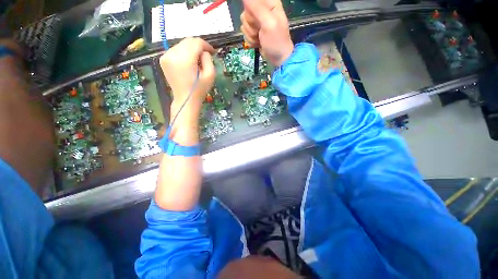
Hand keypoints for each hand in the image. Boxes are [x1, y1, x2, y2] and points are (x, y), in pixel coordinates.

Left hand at [159, 38, 214, 119]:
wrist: (185, 99)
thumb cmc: (200, 90)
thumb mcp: (210, 76)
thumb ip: (209, 60)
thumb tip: (204, 52)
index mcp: (185, 59)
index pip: (196, 43)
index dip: (206, 45)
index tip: (212, 52)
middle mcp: (173, 54)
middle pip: (188, 41)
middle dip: (198, 46)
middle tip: (205, 56)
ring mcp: (166, 56)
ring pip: (182, 44)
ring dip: (191, 49)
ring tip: (197, 61)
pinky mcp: (163, 59)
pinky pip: (176, 50)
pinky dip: (183, 53)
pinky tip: (188, 63)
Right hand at [240, 0, 292, 65]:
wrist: (278, 59)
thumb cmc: (276, 41)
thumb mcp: (268, 23)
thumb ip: (256, 8)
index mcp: (270, 3)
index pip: (252, 0)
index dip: (251, 10)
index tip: (256, 18)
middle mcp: (262, 10)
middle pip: (246, 11)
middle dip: (251, 24)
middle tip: (259, 31)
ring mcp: (257, 21)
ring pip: (244, 22)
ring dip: (250, 34)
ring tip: (260, 38)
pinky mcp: (254, 31)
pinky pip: (245, 32)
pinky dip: (250, 39)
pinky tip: (257, 42)